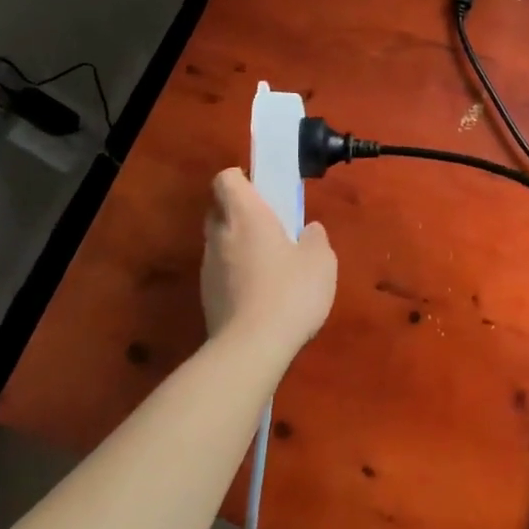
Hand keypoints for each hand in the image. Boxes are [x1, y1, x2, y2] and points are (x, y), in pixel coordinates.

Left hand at [200, 168, 336, 348]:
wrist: (252, 348)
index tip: (265, 191)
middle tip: (271, 227)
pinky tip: (262, 294)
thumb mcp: (321, 261)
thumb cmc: (290, 291)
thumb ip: (314, 238)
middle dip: (241, 213)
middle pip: (220, 210)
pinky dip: (237, 275)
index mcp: (245, 215)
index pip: (227, 179)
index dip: (243, 179)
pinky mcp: (207, 298)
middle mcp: (220, 235)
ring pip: (220, 243)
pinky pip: (222, 272)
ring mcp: (209, 268)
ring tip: (271, 266)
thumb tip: (307, 231)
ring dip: (239, 246)